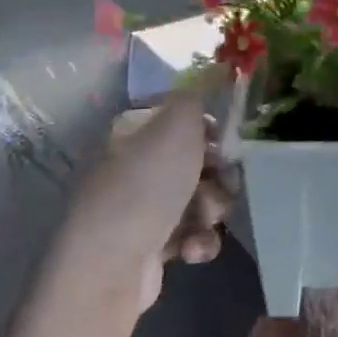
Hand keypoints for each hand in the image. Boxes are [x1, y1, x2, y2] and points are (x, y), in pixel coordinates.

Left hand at [47, 83, 240, 316]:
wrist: (108, 266)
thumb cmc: (145, 185)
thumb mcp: (177, 124)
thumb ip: (200, 94)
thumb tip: (217, 70)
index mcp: (134, 129)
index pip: (184, 116)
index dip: (212, 128)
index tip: (228, 141)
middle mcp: (134, 163)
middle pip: (200, 158)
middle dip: (219, 173)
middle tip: (220, 182)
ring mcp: (141, 206)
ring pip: (202, 196)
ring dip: (212, 209)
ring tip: (202, 221)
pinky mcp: (151, 244)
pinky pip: (192, 232)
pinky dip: (199, 240)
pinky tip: (190, 250)